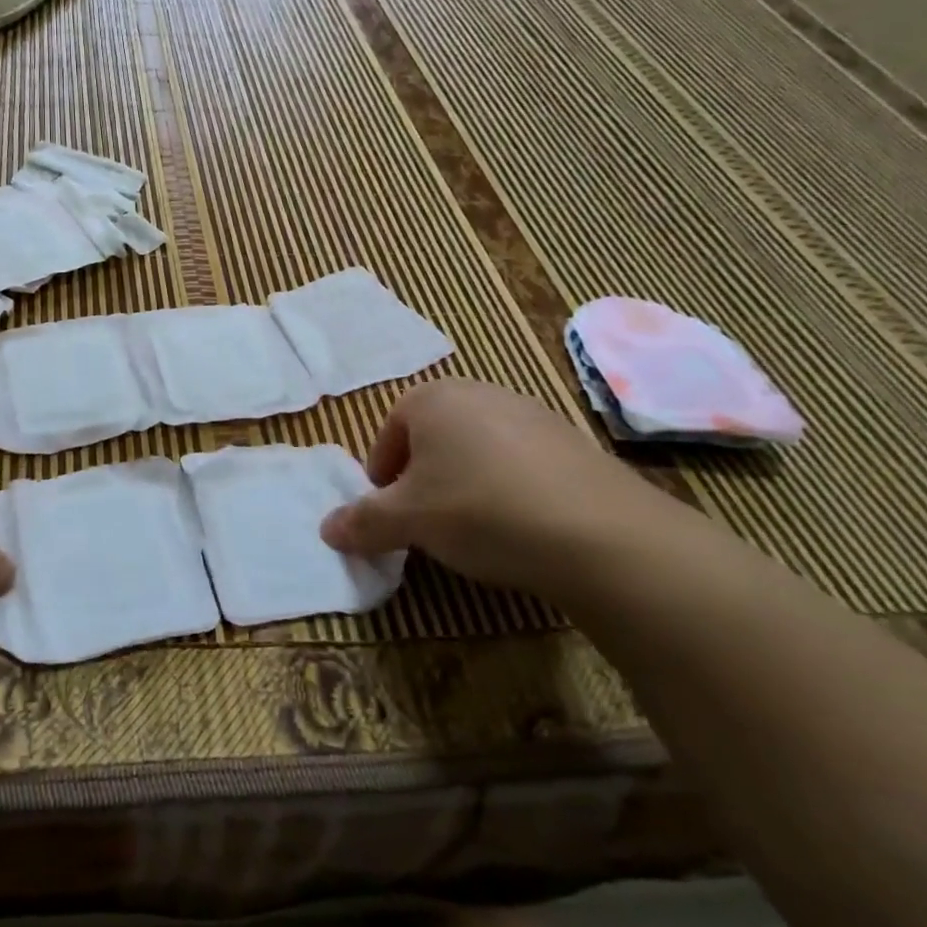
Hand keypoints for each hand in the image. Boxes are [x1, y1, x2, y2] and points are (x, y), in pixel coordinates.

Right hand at [319, 380, 685, 604]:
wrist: (600, 534)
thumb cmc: (480, 509)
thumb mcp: (407, 521)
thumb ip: (362, 522)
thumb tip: (326, 529)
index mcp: (433, 398)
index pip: (390, 431)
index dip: (382, 475)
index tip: (388, 512)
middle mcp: (481, 393)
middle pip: (433, 436)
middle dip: (422, 477)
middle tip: (424, 519)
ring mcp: (532, 414)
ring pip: (477, 449)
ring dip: (465, 482)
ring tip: (473, 528)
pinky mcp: (573, 443)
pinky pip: (521, 463)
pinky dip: (508, 489)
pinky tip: (519, 526)